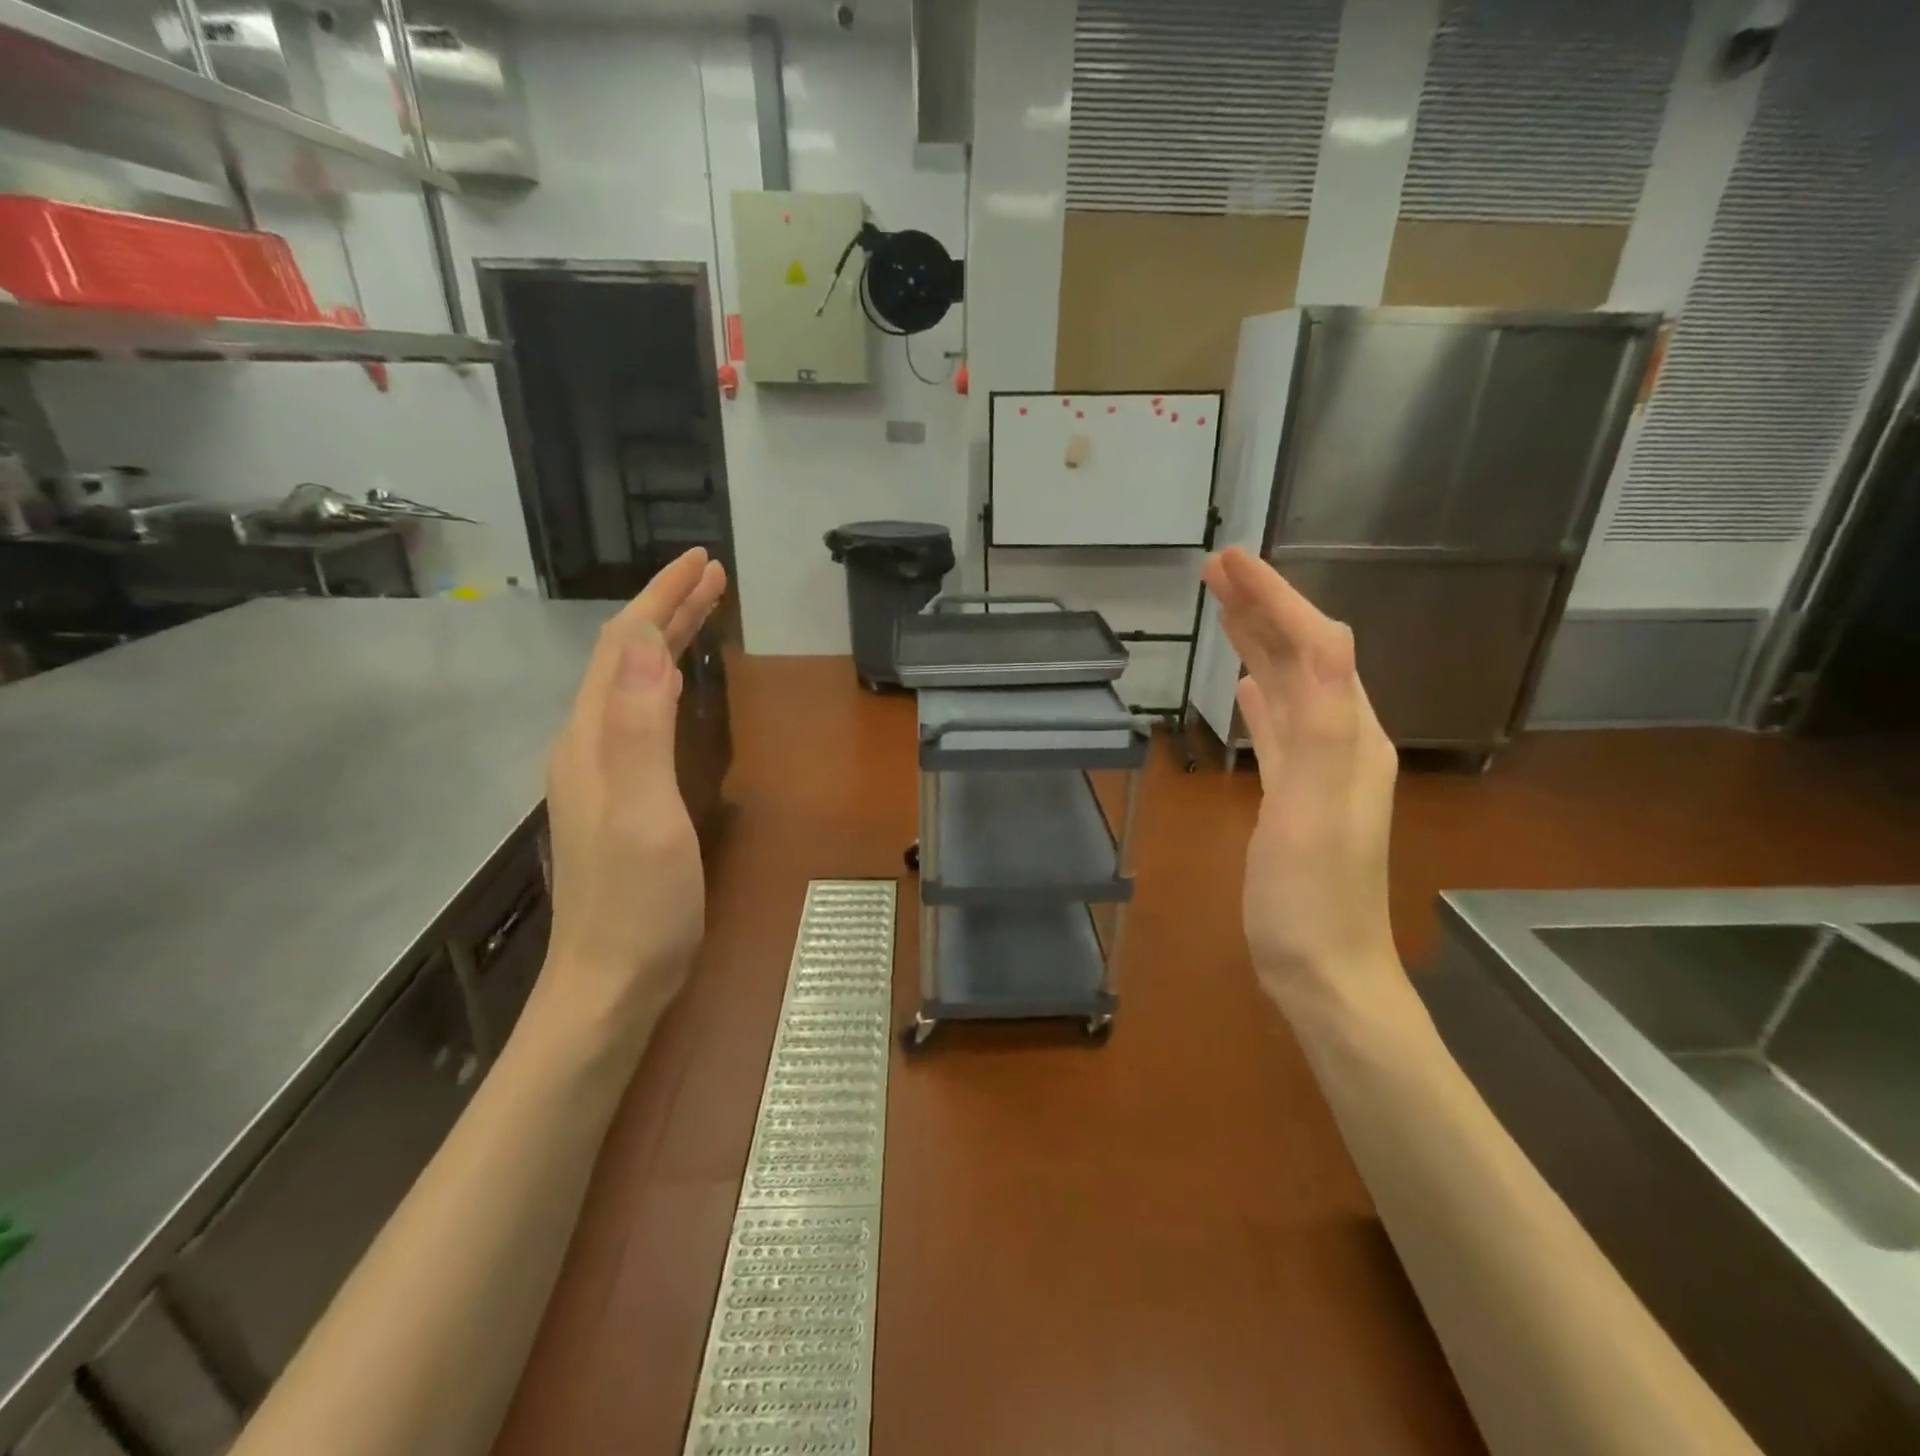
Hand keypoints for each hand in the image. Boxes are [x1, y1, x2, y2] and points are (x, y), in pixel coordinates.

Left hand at [532, 549, 727, 1051]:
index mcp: (593, 739)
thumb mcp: (644, 813)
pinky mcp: (618, 795)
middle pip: (624, 658)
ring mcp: (600, 772)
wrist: (610, 984)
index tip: (705, 563)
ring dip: (665, 639)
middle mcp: (588, 744)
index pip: (625, 645)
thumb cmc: (639, 904)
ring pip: (630, 683)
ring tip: (702, 612)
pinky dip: (663, 680)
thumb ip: (640, 726)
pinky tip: (678, 684)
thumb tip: (642, 640)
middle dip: (667, 609)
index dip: (663, 599)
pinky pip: (639, 714)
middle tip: (712, 575)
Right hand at [1201, 548, 1401, 1019]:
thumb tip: (1324, 636)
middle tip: (1215, 570)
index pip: (1314, 645)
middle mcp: (1340, 740)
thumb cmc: (1311, 895)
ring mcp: (1318, 768)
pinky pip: (1278, 728)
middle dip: (1263, 607)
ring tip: (1224, 611)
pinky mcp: (1294, 794)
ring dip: (1258, 644)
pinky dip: (1260, 697)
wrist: (1324, 969)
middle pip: (1302, 657)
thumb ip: (1320, 725)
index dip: (1274, 598)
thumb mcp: (1317, 808)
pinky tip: (1244, 687)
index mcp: (1349, 735)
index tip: (1229, 560)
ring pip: (1287, 688)